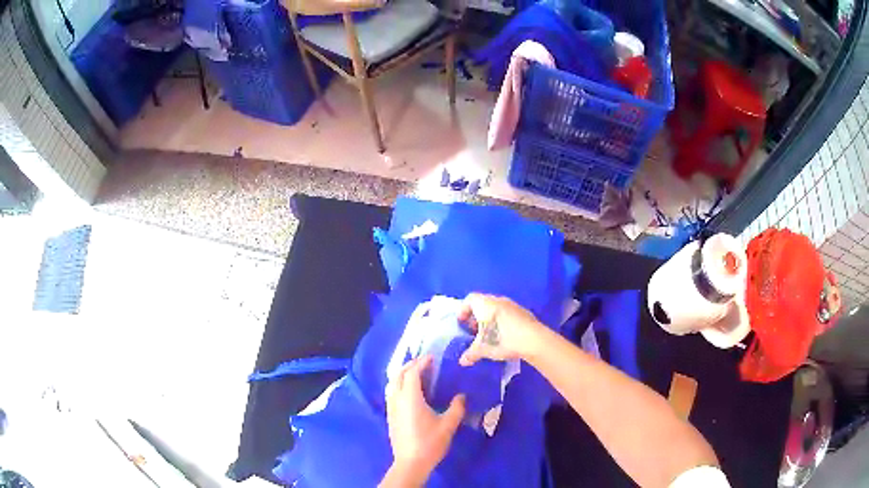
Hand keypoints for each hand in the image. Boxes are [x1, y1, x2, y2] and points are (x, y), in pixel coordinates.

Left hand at [384, 355, 465, 485]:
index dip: (421, 363)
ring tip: (417, 374)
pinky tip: (411, 392)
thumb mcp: (448, 425)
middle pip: (398, 375)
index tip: (432, 357)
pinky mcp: (390, 416)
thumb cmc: (430, 443)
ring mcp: (391, 408)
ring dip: (403, 374)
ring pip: (393, 384)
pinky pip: (392, 393)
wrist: (411, 462)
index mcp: (410, 398)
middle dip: (410, 365)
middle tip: (425, 363)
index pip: (412, 373)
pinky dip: (400, 385)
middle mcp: (397, 399)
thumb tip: (462, 396)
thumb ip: (457, 408)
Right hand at [458, 293, 543, 365]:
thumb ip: (471, 353)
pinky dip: (502, 322)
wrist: (534, 340)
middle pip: (482, 303)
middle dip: (476, 316)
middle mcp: (498, 300)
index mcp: (485, 304)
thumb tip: (462, 361)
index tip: (462, 323)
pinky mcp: (524, 313)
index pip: (469, 299)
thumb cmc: (502, 339)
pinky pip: (507, 314)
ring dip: (490, 319)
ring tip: (489, 335)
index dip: (463, 310)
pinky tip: (504, 336)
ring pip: (496, 309)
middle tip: (474, 331)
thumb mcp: (483, 349)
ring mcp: (513, 305)